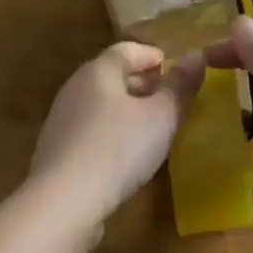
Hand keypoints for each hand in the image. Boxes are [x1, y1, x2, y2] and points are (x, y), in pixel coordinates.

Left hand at [30, 42, 204, 240]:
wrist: (63, 203)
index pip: (127, 49)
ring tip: (151, 127)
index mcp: (99, 71)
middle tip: (168, 97)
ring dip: (126, 109)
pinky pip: (89, 129)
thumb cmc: (118, 149)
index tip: (174, 68)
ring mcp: (61, 120)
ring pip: (101, 103)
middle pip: (112, 75)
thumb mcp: (162, 116)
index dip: (153, 56)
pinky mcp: (56, 151)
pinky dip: (110, 131)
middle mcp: (76, 87)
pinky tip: (125, 155)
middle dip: (142, 83)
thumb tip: (197, 57)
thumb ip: (180, 86)